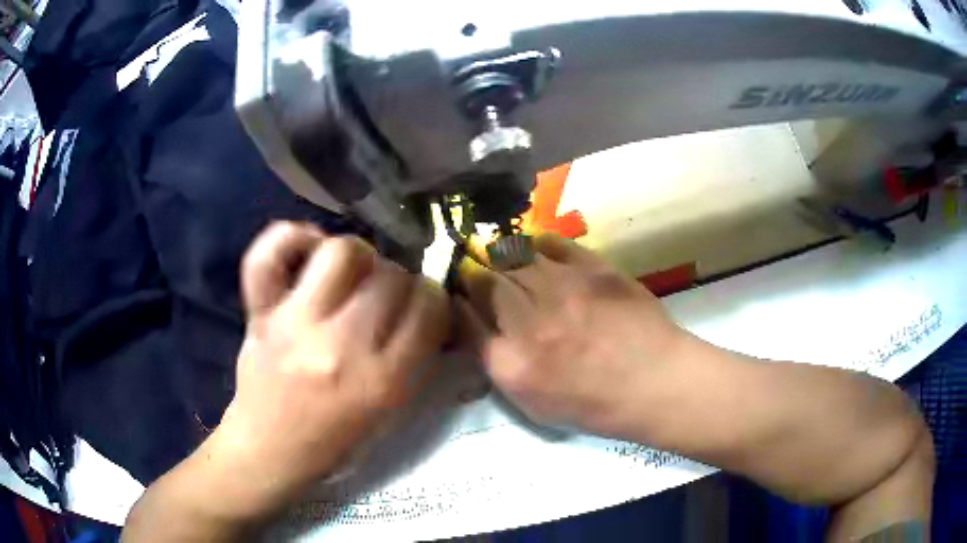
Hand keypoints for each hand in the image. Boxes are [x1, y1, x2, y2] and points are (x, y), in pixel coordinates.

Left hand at [208, 222, 449, 514]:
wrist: (271, 450)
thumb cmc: (336, 442)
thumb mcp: (392, 414)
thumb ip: (415, 362)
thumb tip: (426, 308)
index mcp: (382, 381)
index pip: (429, 307)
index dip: (433, 297)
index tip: (422, 303)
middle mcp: (341, 347)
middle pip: (391, 276)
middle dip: (398, 278)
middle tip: (386, 294)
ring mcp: (295, 324)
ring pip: (341, 252)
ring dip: (358, 254)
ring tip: (353, 272)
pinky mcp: (261, 313)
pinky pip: (268, 254)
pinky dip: (291, 238)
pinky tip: (309, 249)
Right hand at [460, 234, 685, 435]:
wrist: (653, 382)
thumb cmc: (593, 404)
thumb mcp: (533, 404)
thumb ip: (499, 365)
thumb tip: (478, 326)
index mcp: (511, 364)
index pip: (464, 318)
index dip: (457, 302)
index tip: (459, 297)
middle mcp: (528, 322)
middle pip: (483, 281)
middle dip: (473, 274)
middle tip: (476, 272)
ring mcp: (562, 290)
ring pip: (513, 257)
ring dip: (500, 256)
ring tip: (503, 259)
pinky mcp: (593, 269)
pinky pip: (551, 243)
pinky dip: (537, 245)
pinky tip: (537, 253)